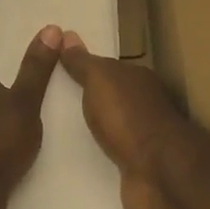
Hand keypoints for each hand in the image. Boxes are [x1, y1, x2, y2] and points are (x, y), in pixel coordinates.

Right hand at [59, 33, 188, 208]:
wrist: (159, 173)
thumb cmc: (128, 116)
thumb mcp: (100, 79)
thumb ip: (83, 62)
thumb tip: (67, 35)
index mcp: (137, 79)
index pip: (108, 68)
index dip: (85, 68)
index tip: (59, 71)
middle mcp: (143, 105)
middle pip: (109, 97)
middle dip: (86, 99)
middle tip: (50, 101)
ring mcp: (142, 139)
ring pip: (110, 128)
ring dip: (92, 130)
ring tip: (56, 131)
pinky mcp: (137, 168)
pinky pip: (111, 156)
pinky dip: (98, 155)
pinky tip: (75, 159)